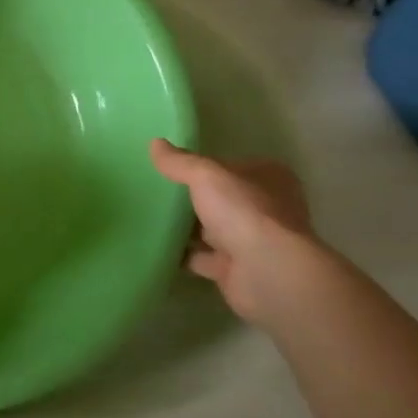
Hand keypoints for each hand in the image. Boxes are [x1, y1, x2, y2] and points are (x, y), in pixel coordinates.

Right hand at [148, 140, 329, 324]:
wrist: (267, 273)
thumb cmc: (244, 212)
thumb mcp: (206, 175)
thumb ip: (180, 162)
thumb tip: (154, 143)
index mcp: (268, 179)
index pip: (232, 167)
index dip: (204, 167)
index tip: (172, 168)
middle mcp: (266, 209)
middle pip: (222, 200)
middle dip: (193, 200)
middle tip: (155, 192)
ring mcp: (253, 242)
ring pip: (213, 230)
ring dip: (187, 229)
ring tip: (148, 218)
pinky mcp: (237, 270)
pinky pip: (203, 258)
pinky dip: (183, 255)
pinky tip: (157, 247)